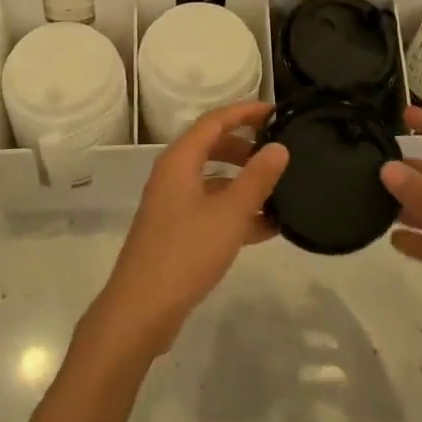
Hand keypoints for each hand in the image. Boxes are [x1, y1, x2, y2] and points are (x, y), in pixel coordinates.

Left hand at [87, 103, 288, 358]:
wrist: (141, 310)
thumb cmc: (185, 252)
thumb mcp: (229, 214)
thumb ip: (256, 179)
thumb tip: (279, 147)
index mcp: (180, 160)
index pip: (215, 121)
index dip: (245, 112)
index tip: (276, 112)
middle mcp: (173, 175)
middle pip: (212, 147)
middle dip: (246, 147)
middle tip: (279, 151)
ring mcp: (173, 205)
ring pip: (214, 181)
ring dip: (244, 182)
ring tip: (280, 190)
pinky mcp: (176, 232)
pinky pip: (211, 209)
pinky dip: (236, 211)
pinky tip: (267, 227)